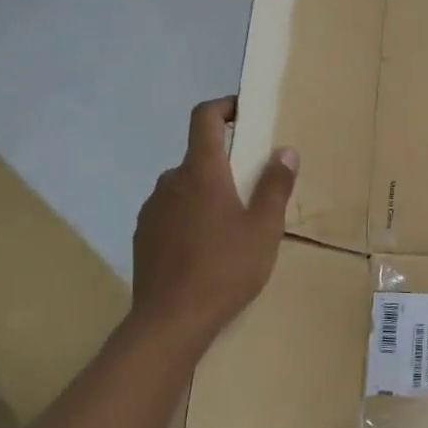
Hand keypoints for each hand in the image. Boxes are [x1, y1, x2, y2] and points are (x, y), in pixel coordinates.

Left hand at [129, 97, 297, 340]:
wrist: (171, 321)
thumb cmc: (225, 268)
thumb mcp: (264, 228)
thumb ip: (275, 186)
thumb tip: (285, 151)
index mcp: (202, 172)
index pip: (204, 119)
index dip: (223, 106)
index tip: (242, 111)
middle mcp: (171, 182)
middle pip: (198, 157)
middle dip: (224, 164)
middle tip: (252, 189)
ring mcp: (152, 210)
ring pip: (184, 187)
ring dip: (206, 193)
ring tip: (231, 225)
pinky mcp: (143, 236)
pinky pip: (170, 212)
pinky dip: (189, 217)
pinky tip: (205, 248)